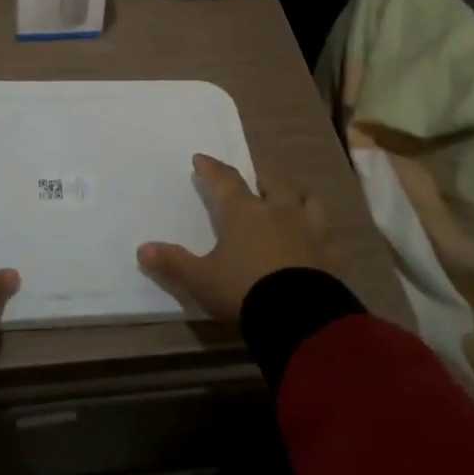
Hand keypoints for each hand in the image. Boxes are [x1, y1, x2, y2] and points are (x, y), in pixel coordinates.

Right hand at [137, 154, 338, 321]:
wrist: (298, 316)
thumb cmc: (243, 289)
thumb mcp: (201, 279)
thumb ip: (174, 263)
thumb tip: (142, 249)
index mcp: (245, 212)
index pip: (225, 180)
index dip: (212, 168)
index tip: (201, 158)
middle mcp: (279, 212)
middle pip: (274, 184)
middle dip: (263, 181)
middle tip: (256, 186)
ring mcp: (310, 231)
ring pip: (308, 201)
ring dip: (298, 198)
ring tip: (292, 203)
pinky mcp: (331, 255)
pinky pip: (329, 238)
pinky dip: (320, 237)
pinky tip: (317, 244)